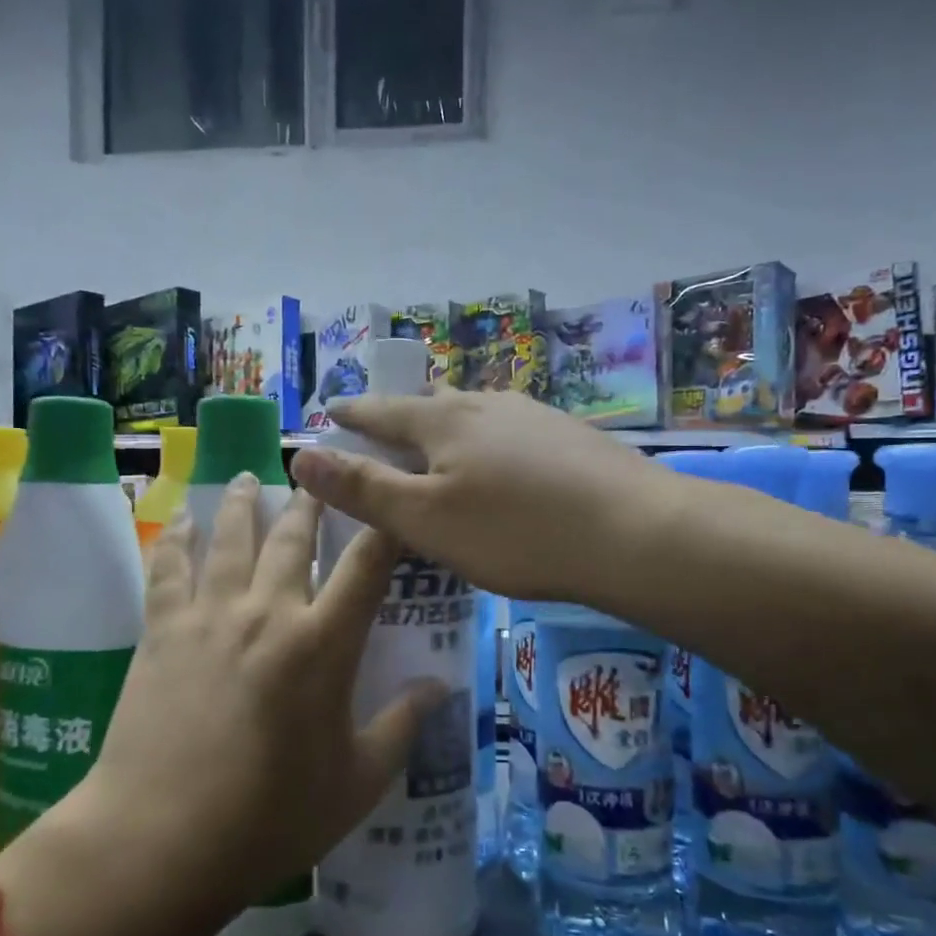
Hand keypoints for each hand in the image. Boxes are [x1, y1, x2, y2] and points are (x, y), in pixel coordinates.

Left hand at [76, 476, 443, 919]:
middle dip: (312, 499)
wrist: (159, 842)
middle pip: (293, 537)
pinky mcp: (162, 631)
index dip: (386, 525)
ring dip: (244, 502)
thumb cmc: (271, 819)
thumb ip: (402, 726)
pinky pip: (169, 568)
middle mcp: (269, 612)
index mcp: (323, 644)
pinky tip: (179, 519)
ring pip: (231, 537)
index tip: (394, 500)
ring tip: (251, 476)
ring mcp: (210, 616)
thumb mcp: (357, 782)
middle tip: (318, 472)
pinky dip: (176, 537)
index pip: (367, 565)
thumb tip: (439, 686)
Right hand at [291, 388, 658, 601]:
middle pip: (431, 403)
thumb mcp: (426, 519)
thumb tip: (300, 455)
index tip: (331, 408)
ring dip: (450, 425)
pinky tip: (506, 463)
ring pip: (476, 412)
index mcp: (443, 421)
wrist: (634, 532)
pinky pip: (512, 430)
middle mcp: (486, 404)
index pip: (382, 411)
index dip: (352, 413)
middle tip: (385, 431)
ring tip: (443, 445)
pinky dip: (490, 441)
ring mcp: (534, 415)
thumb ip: (363, 488)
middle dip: (402, 415)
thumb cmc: (516, 532)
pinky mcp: (570, 435)